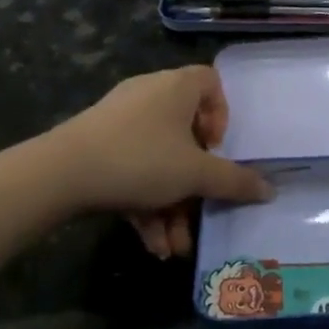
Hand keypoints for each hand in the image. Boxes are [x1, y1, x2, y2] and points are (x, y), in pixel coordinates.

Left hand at [50, 66, 272, 255]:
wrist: (59, 174)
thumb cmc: (140, 159)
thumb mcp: (195, 174)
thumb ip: (235, 182)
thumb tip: (270, 190)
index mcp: (176, 88)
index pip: (211, 82)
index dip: (222, 114)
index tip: (217, 147)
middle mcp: (150, 96)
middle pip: (186, 134)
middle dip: (195, 183)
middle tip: (200, 209)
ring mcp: (120, 120)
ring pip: (159, 162)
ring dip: (171, 205)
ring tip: (174, 246)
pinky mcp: (97, 146)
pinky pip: (132, 170)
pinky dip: (145, 203)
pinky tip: (151, 243)